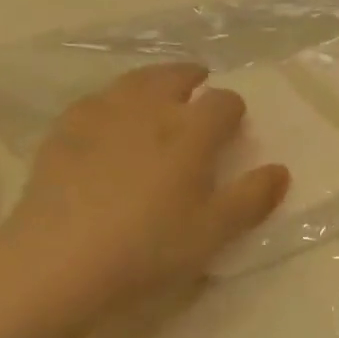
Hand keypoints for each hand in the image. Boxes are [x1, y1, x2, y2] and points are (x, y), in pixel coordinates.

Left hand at [0, 64, 288, 337]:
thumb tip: (281, 170)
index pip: (224, 102)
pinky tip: (107, 118)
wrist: (58, 261)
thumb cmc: (148, 247)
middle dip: (191, 78)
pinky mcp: (64, 131)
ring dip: (152, 81)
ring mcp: (103, 115)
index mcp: (192, 130)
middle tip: (197, 86)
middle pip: (175, 76)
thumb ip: (251, 198)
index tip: (233, 126)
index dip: (233, 110)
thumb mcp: (213, 232)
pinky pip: (94, 101)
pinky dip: (110, 101)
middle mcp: (151, 109)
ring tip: (156, 92)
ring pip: (134, 81)